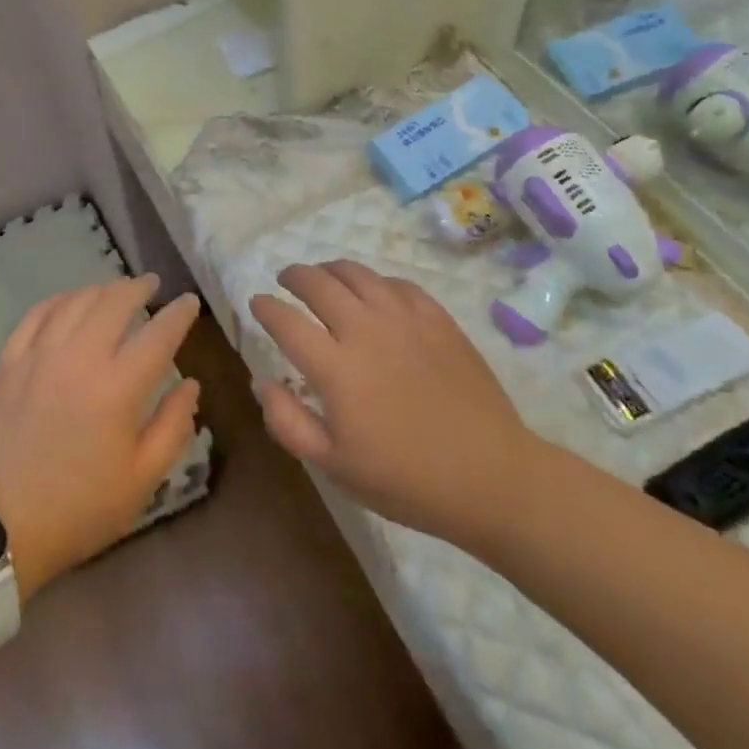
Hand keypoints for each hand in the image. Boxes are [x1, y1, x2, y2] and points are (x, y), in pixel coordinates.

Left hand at [0, 277, 201, 598]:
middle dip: (137, 287)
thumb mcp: (141, 480)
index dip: (178, 314)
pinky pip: (36, 314)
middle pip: (114, 302)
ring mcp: (38, 355)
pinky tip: (69, 300)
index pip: (158, 334)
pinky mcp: (9, 362)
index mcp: (117, 387)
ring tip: (116, 289)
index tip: (189, 302)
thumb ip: (173, 426)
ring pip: (75, 301)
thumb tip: (191, 384)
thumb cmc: (79, 508)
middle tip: (152, 284)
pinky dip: (60, 300)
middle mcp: (79, 357)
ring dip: (101, 289)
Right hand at [250, 261, 540, 552]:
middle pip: (318, 283)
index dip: (265, 307)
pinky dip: (375, 281)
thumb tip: (260, 381)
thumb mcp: (334, 466)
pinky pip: (397, 284)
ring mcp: (405, 320)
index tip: (256, 303)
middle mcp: (365, 331)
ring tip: (323, 275)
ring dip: (331, 269)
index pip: (286, 321)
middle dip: (294, 276)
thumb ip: (288, 422)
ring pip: (357, 274)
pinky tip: (374, 292)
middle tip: (285, 280)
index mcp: (336, 368)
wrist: (492, 478)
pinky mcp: (438, 320)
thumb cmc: (406, 480)